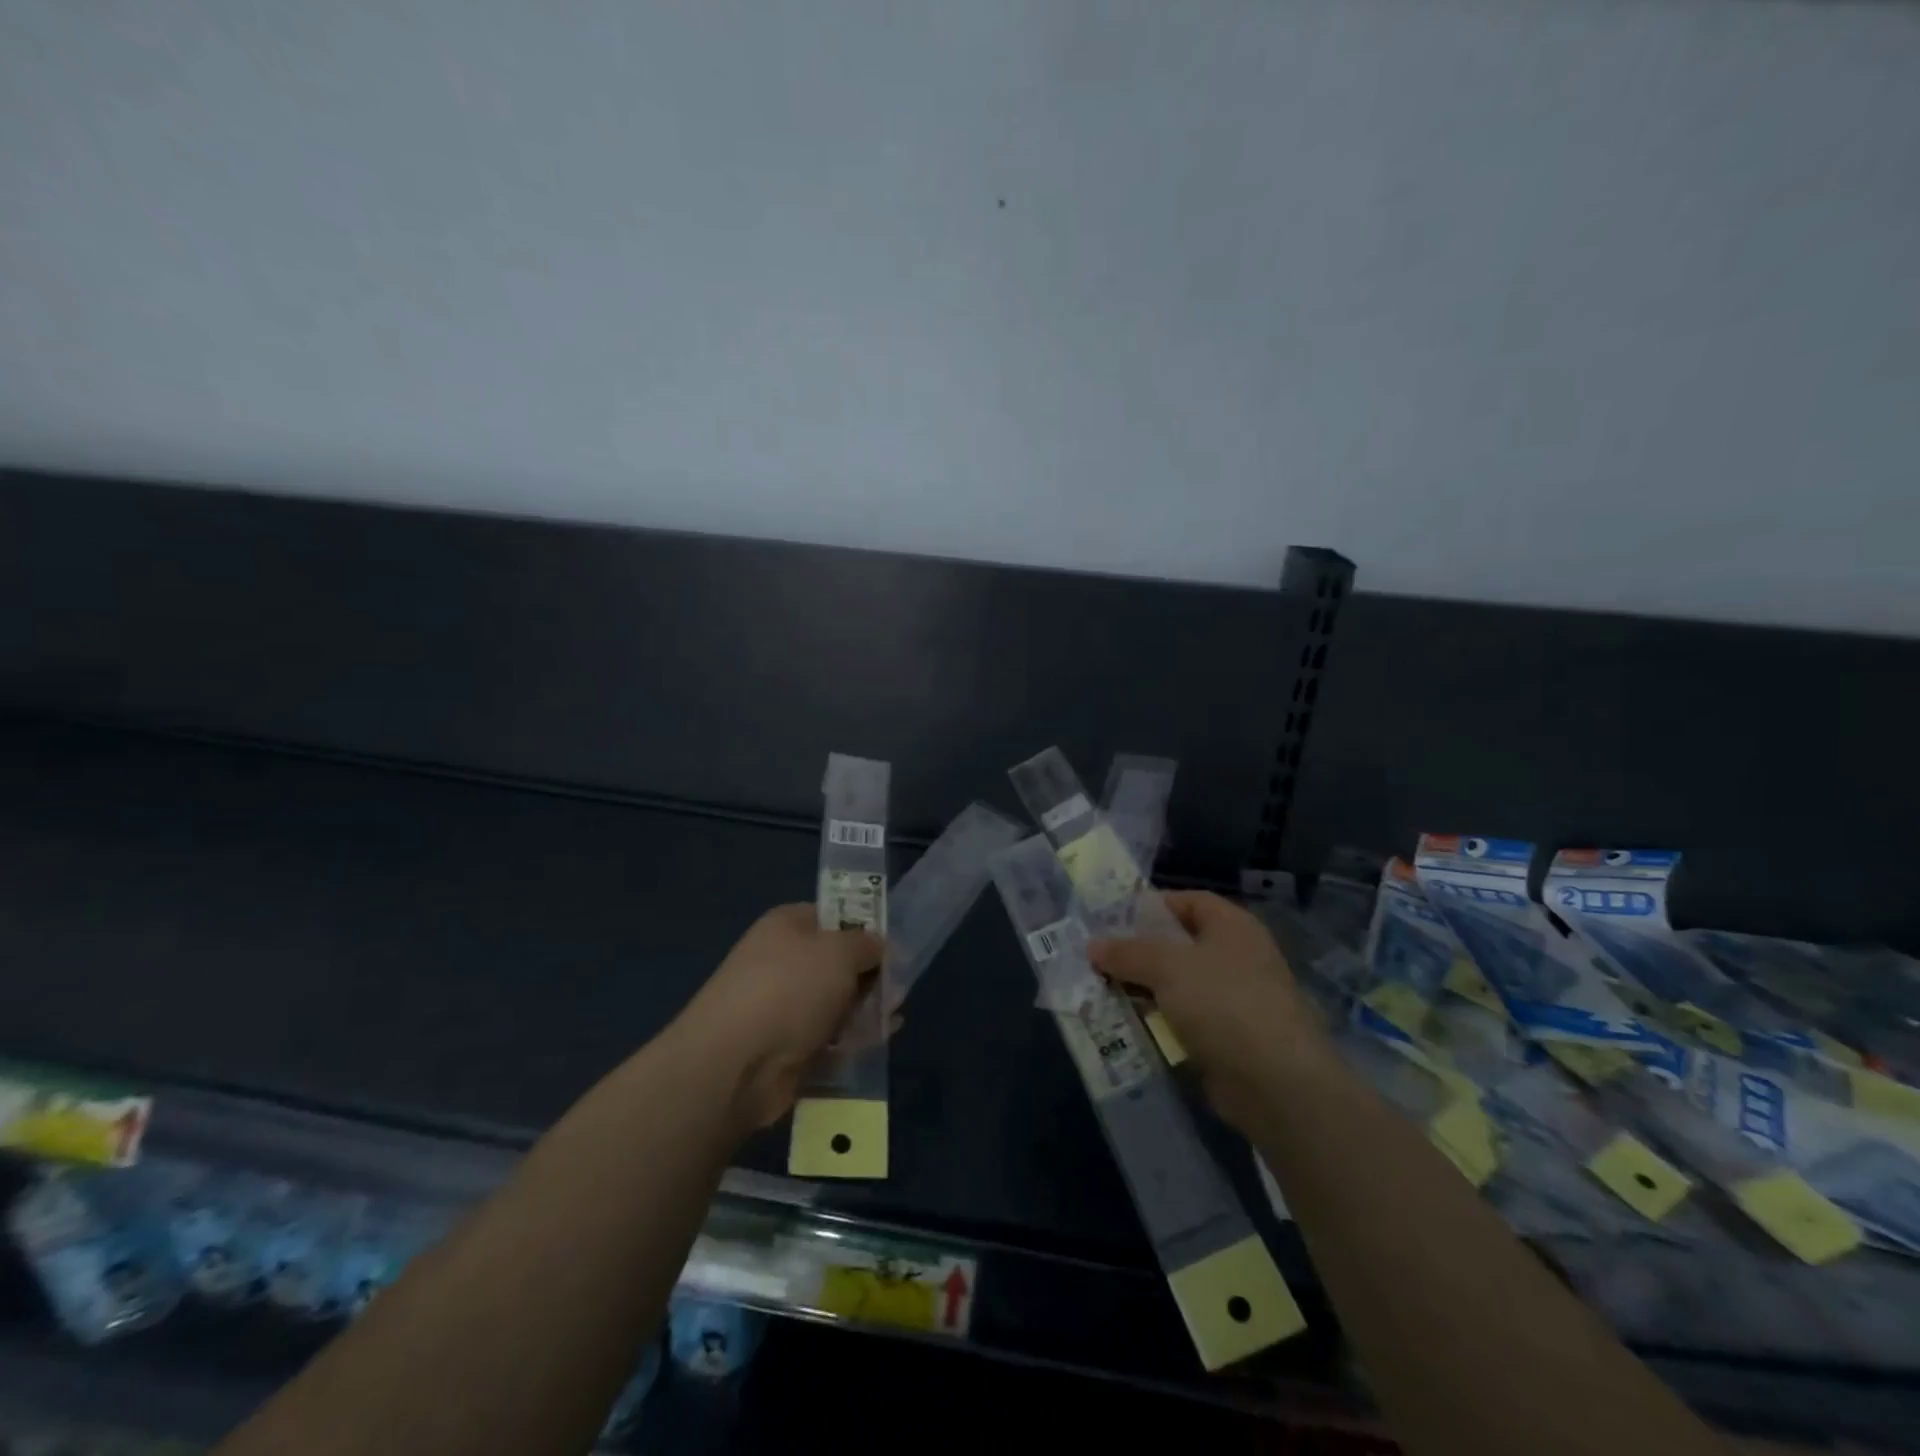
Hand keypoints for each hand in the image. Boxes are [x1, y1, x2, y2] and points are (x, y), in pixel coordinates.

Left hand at [673, 904, 882, 1130]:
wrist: (735, 1064)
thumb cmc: (790, 989)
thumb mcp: (840, 951)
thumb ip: (866, 944)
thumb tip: (876, 947)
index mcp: (787, 926)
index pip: (833, 916)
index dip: (864, 929)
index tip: (891, 947)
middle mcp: (781, 961)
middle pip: (837, 962)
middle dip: (870, 975)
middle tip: (897, 990)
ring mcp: (781, 1006)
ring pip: (835, 1002)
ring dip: (865, 1009)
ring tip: (891, 1018)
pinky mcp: (786, 1048)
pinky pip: (828, 1037)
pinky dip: (851, 1040)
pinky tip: (876, 1042)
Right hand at [1089, 891, 1328, 1131]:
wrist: (1277, 1083)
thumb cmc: (1223, 1003)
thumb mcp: (1166, 967)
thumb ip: (1128, 953)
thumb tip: (1093, 945)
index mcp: (1232, 926)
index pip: (1189, 901)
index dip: (1152, 906)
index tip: (1112, 919)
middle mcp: (1238, 957)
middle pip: (1180, 945)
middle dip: (1140, 952)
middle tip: (1098, 959)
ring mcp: (1236, 1000)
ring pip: (1179, 986)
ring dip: (1144, 990)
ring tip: (1101, 992)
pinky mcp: (1229, 1039)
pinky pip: (1185, 1020)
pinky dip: (1159, 1022)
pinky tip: (1128, 1026)